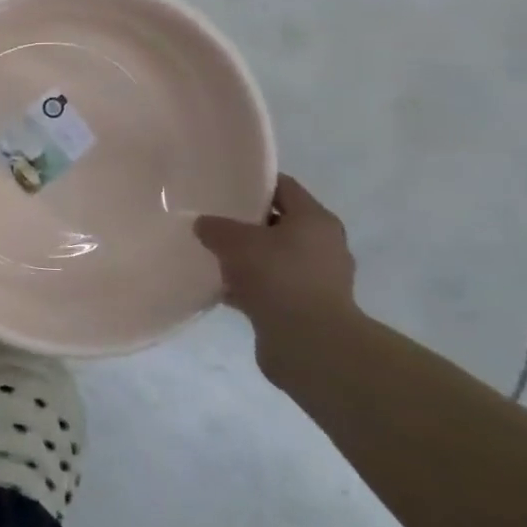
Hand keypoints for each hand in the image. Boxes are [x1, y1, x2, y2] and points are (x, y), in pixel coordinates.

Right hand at [193, 174, 357, 332]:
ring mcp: (317, 279)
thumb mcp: (235, 241)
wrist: (310, 344)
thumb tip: (203, 224)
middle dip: (246, 223)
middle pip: (278, 223)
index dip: (254, 182)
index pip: (283, 187)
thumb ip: (215, 227)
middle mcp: (323, 246)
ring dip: (247, 258)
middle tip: (213, 219)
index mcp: (315, 220)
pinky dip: (248, 286)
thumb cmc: (278, 277)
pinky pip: (271, 287)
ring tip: (212, 255)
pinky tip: (220, 288)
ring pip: (273, 258)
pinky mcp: (306, 308)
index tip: (224, 184)